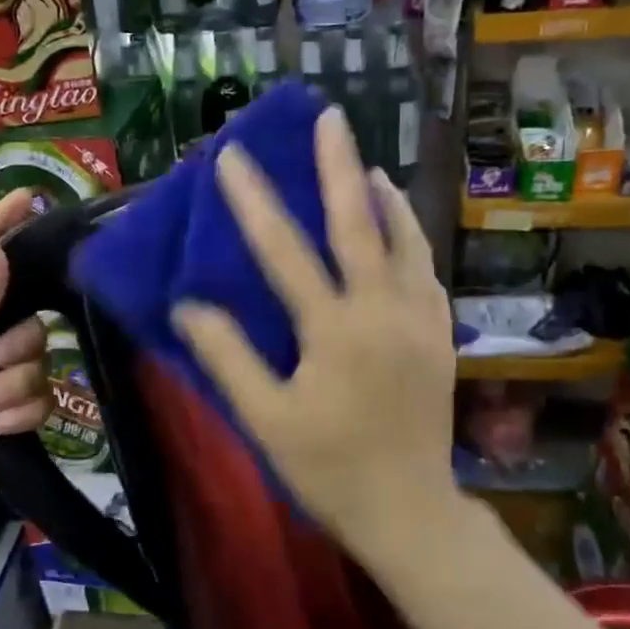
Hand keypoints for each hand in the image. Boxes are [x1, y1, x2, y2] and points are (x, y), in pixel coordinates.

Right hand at [172, 107, 458, 554]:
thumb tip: (187, 305)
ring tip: (367, 168)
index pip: (286, 251)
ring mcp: (421, 319)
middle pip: (360, 222)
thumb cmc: (329, 468)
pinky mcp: (441, 334)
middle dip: (339, 165)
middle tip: (329, 119)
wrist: (410, 510)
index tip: (232, 157)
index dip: (255, 201)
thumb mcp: (266, 420)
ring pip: (406, 239)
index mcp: (335, 330)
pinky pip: (425, 269)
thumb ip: (228, 358)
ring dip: (385, 197)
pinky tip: (398, 231)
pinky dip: (409, 237)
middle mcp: (383, 310)